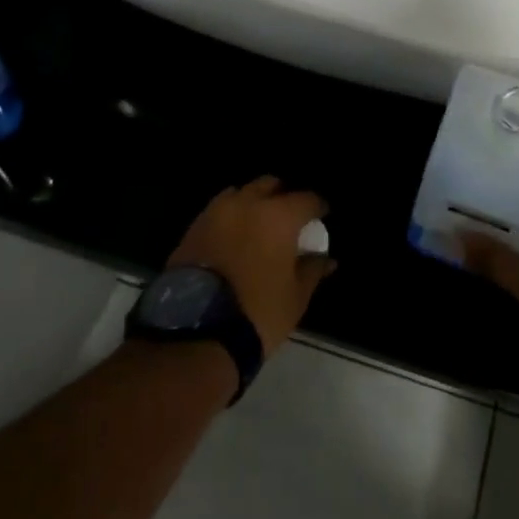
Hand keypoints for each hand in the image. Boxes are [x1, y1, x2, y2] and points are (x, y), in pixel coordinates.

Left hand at [170, 176, 335, 353]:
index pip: (307, 199)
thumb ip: (312, 269)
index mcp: (279, 215)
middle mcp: (247, 204)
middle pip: (270, 185)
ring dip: (252, 203)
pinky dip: (229, 218)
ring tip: (257, 225)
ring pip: (240, 194)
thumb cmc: (257, 312)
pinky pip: (217, 212)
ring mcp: (216, 213)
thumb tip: (326, 258)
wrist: (195, 333)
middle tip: (288, 218)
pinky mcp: (192, 228)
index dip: (318, 207)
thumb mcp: (296, 296)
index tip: (321, 217)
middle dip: (282, 196)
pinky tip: (233, 239)